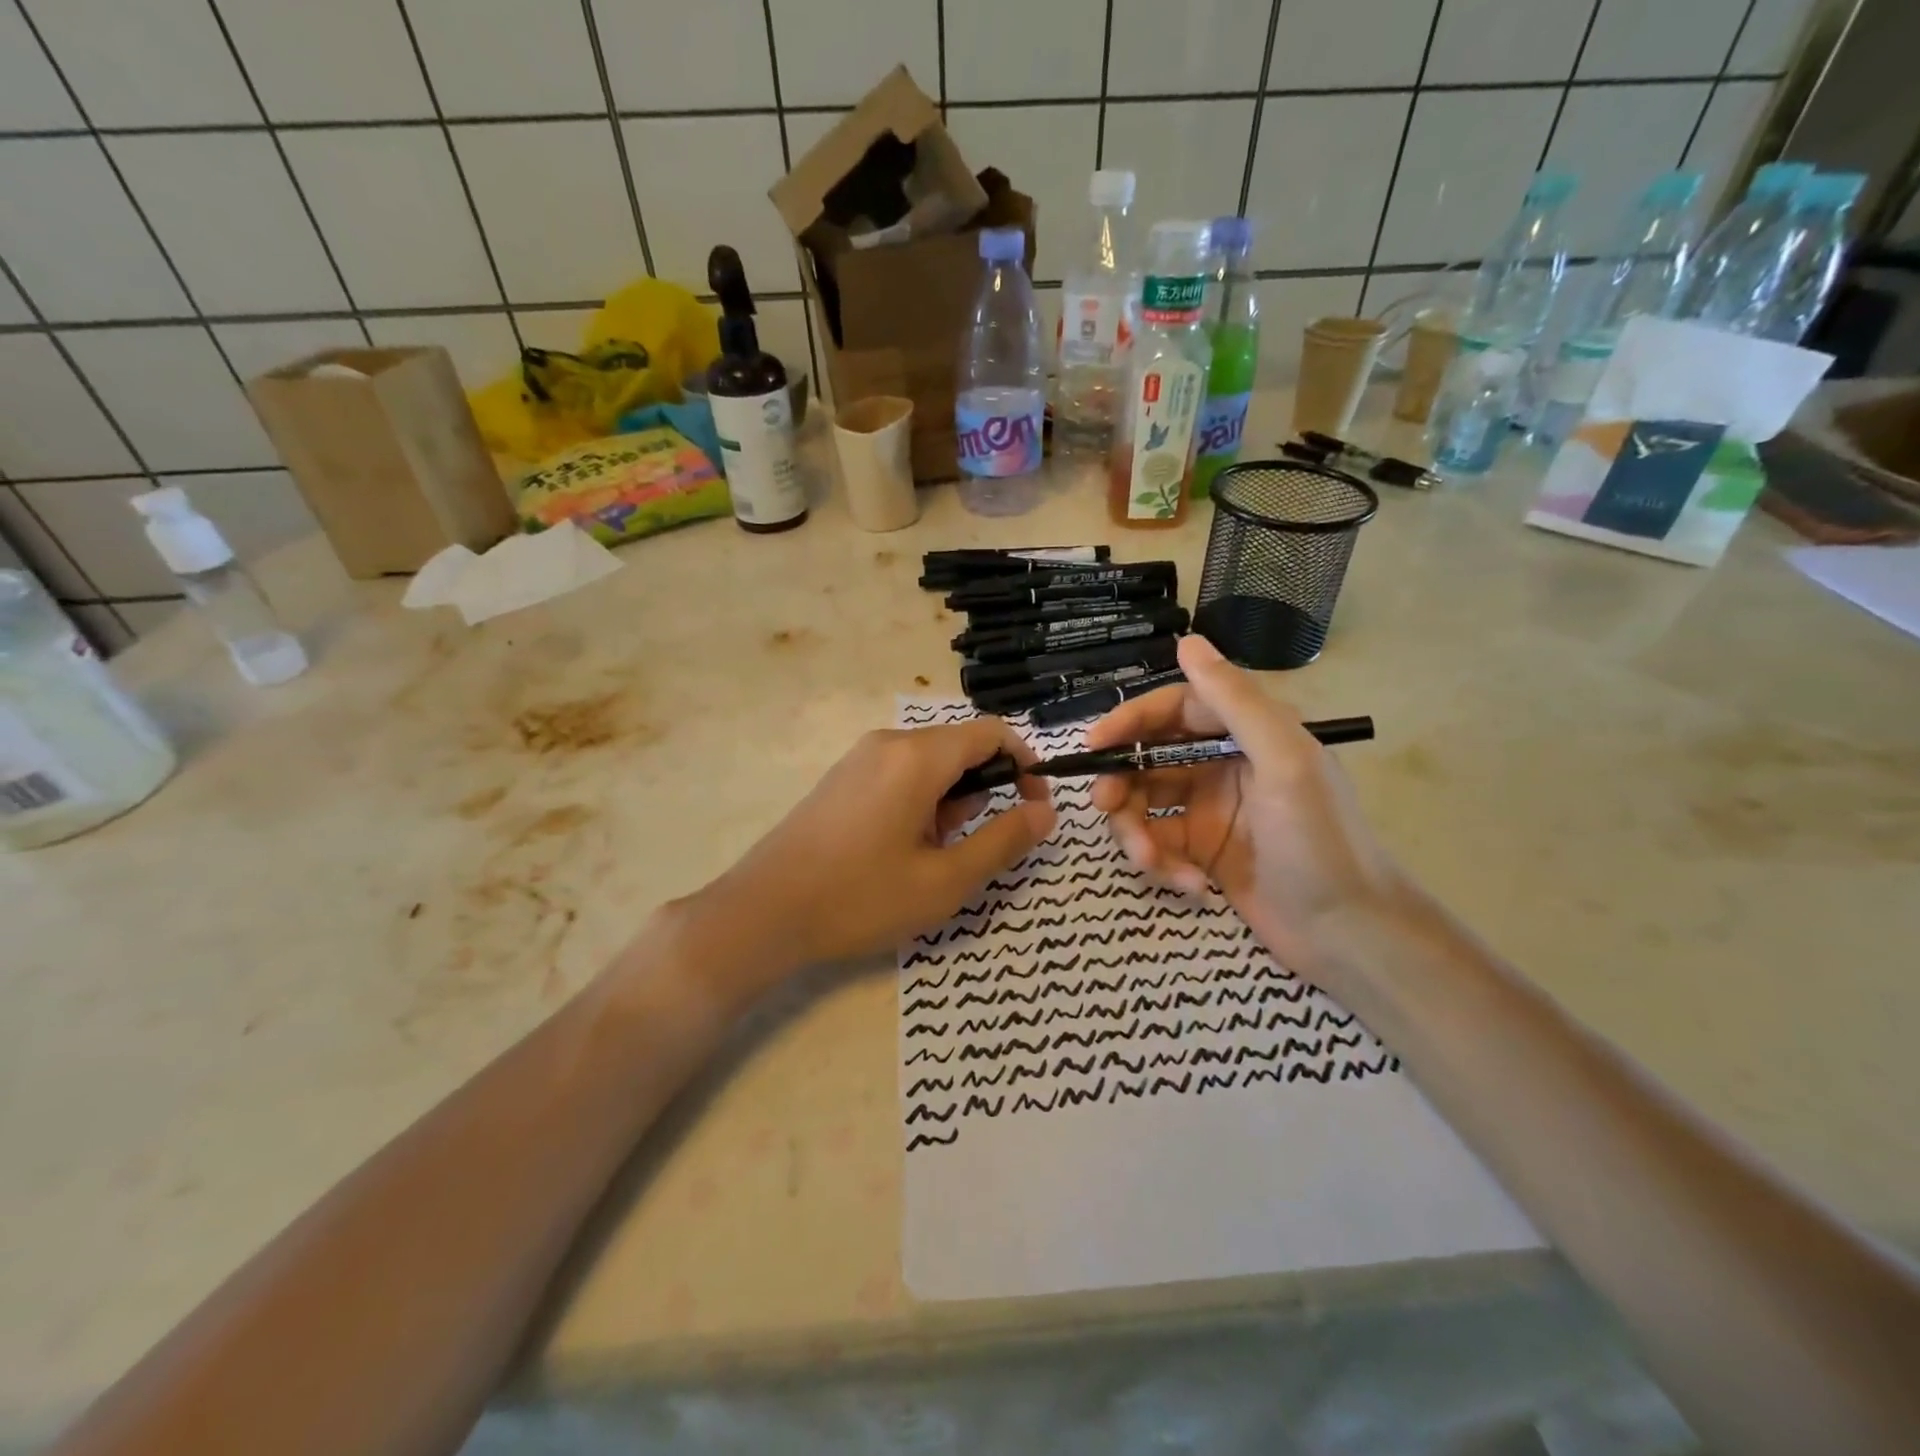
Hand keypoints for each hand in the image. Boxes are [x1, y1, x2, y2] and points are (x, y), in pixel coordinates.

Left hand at [679, 719, 1056, 993]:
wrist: (763, 913)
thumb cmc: (860, 898)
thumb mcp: (945, 881)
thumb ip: (1003, 841)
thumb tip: (1045, 811)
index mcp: (917, 756)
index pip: (991, 734)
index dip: (1025, 765)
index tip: (1034, 808)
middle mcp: (888, 742)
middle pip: (960, 747)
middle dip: (983, 791)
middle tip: (971, 846)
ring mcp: (859, 758)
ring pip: (929, 764)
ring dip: (950, 801)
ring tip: (931, 857)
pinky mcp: (841, 778)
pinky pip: (899, 775)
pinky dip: (920, 803)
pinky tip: (900, 850)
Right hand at [1087, 634, 1404, 983]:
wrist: (1349, 935)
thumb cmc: (1320, 841)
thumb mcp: (1283, 761)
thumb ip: (1236, 700)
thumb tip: (1186, 640)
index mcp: (1248, 734)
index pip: (1175, 709)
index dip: (1131, 721)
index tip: (1094, 744)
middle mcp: (1224, 764)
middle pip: (1150, 758)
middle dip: (1123, 782)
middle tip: (1105, 806)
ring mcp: (1211, 811)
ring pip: (1146, 804)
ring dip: (1136, 830)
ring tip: (1149, 861)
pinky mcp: (1202, 853)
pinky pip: (1159, 844)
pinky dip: (1161, 863)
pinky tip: (1188, 885)